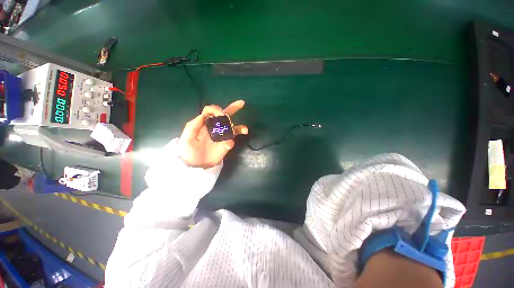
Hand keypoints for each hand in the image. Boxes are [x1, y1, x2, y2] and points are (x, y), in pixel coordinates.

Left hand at [178, 100, 247, 168]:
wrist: (194, 165)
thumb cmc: (188, 150)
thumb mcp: (186, 137)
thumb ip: (194, 125)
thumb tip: (205, 115)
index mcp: (204, 123)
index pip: (210, 111)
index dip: (216, 109)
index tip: (221, 114)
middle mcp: (214, 127)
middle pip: (224, 115)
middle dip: (233, 108)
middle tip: (241, 103)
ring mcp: (221, 136)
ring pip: (232, 128)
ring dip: (239, 127)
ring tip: (245, 129)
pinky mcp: (226, 144)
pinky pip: (232, 140)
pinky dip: (235, 138)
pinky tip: (236, 139)